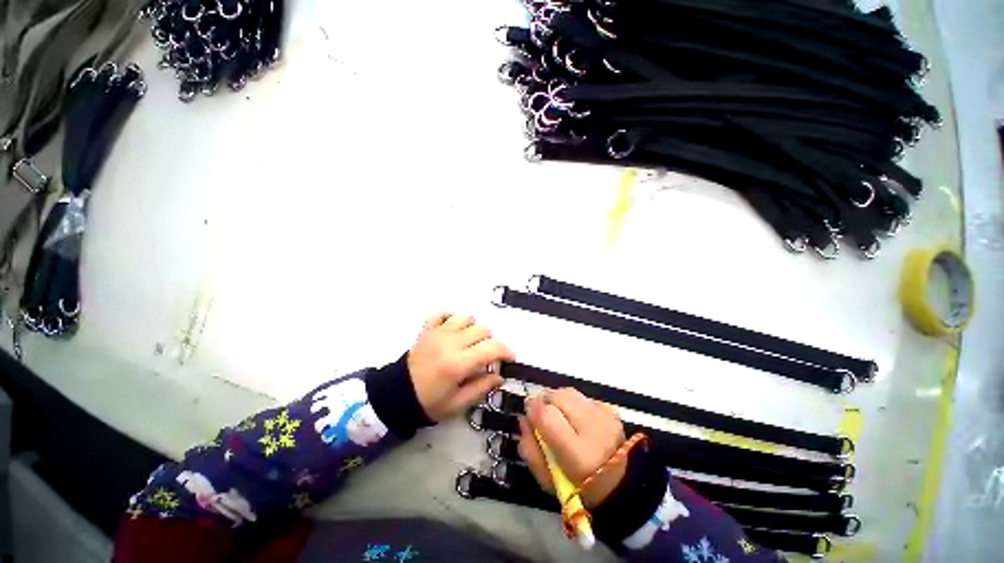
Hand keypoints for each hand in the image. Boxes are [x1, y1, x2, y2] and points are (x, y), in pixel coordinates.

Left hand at [408, 312, 514, 421]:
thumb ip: (482, 387)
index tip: (510, 358)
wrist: (397, 395)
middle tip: (485, 357)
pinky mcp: (428, 329)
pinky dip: (451, 317)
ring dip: (473, 328)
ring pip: (467, 317)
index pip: (492, 347)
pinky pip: (443, 312)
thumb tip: (500, 375)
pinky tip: (453, 330)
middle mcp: (450, 342)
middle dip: (490, 343)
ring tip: (469, 343)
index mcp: (458, 363)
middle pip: (483, 330)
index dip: (506, 351)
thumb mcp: (458, 403)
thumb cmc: (429, 402)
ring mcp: (438, 332)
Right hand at [519, 388, 625, 507]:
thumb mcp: (547, 480)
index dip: (533, 409)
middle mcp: (594, 431)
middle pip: (558, 397)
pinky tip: (575, 417)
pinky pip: (583, 396)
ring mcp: (605, 418)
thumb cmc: (578, 488)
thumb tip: (523, 419)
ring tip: (557, 413)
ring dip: (557, 399)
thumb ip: (530, 449)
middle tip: (541, 412)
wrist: (618, 486)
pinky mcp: (611, 411)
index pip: (547, 416)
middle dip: (544, 401)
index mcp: (578, 455)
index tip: (528, 412)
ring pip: (569, 392)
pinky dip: (573, 402)